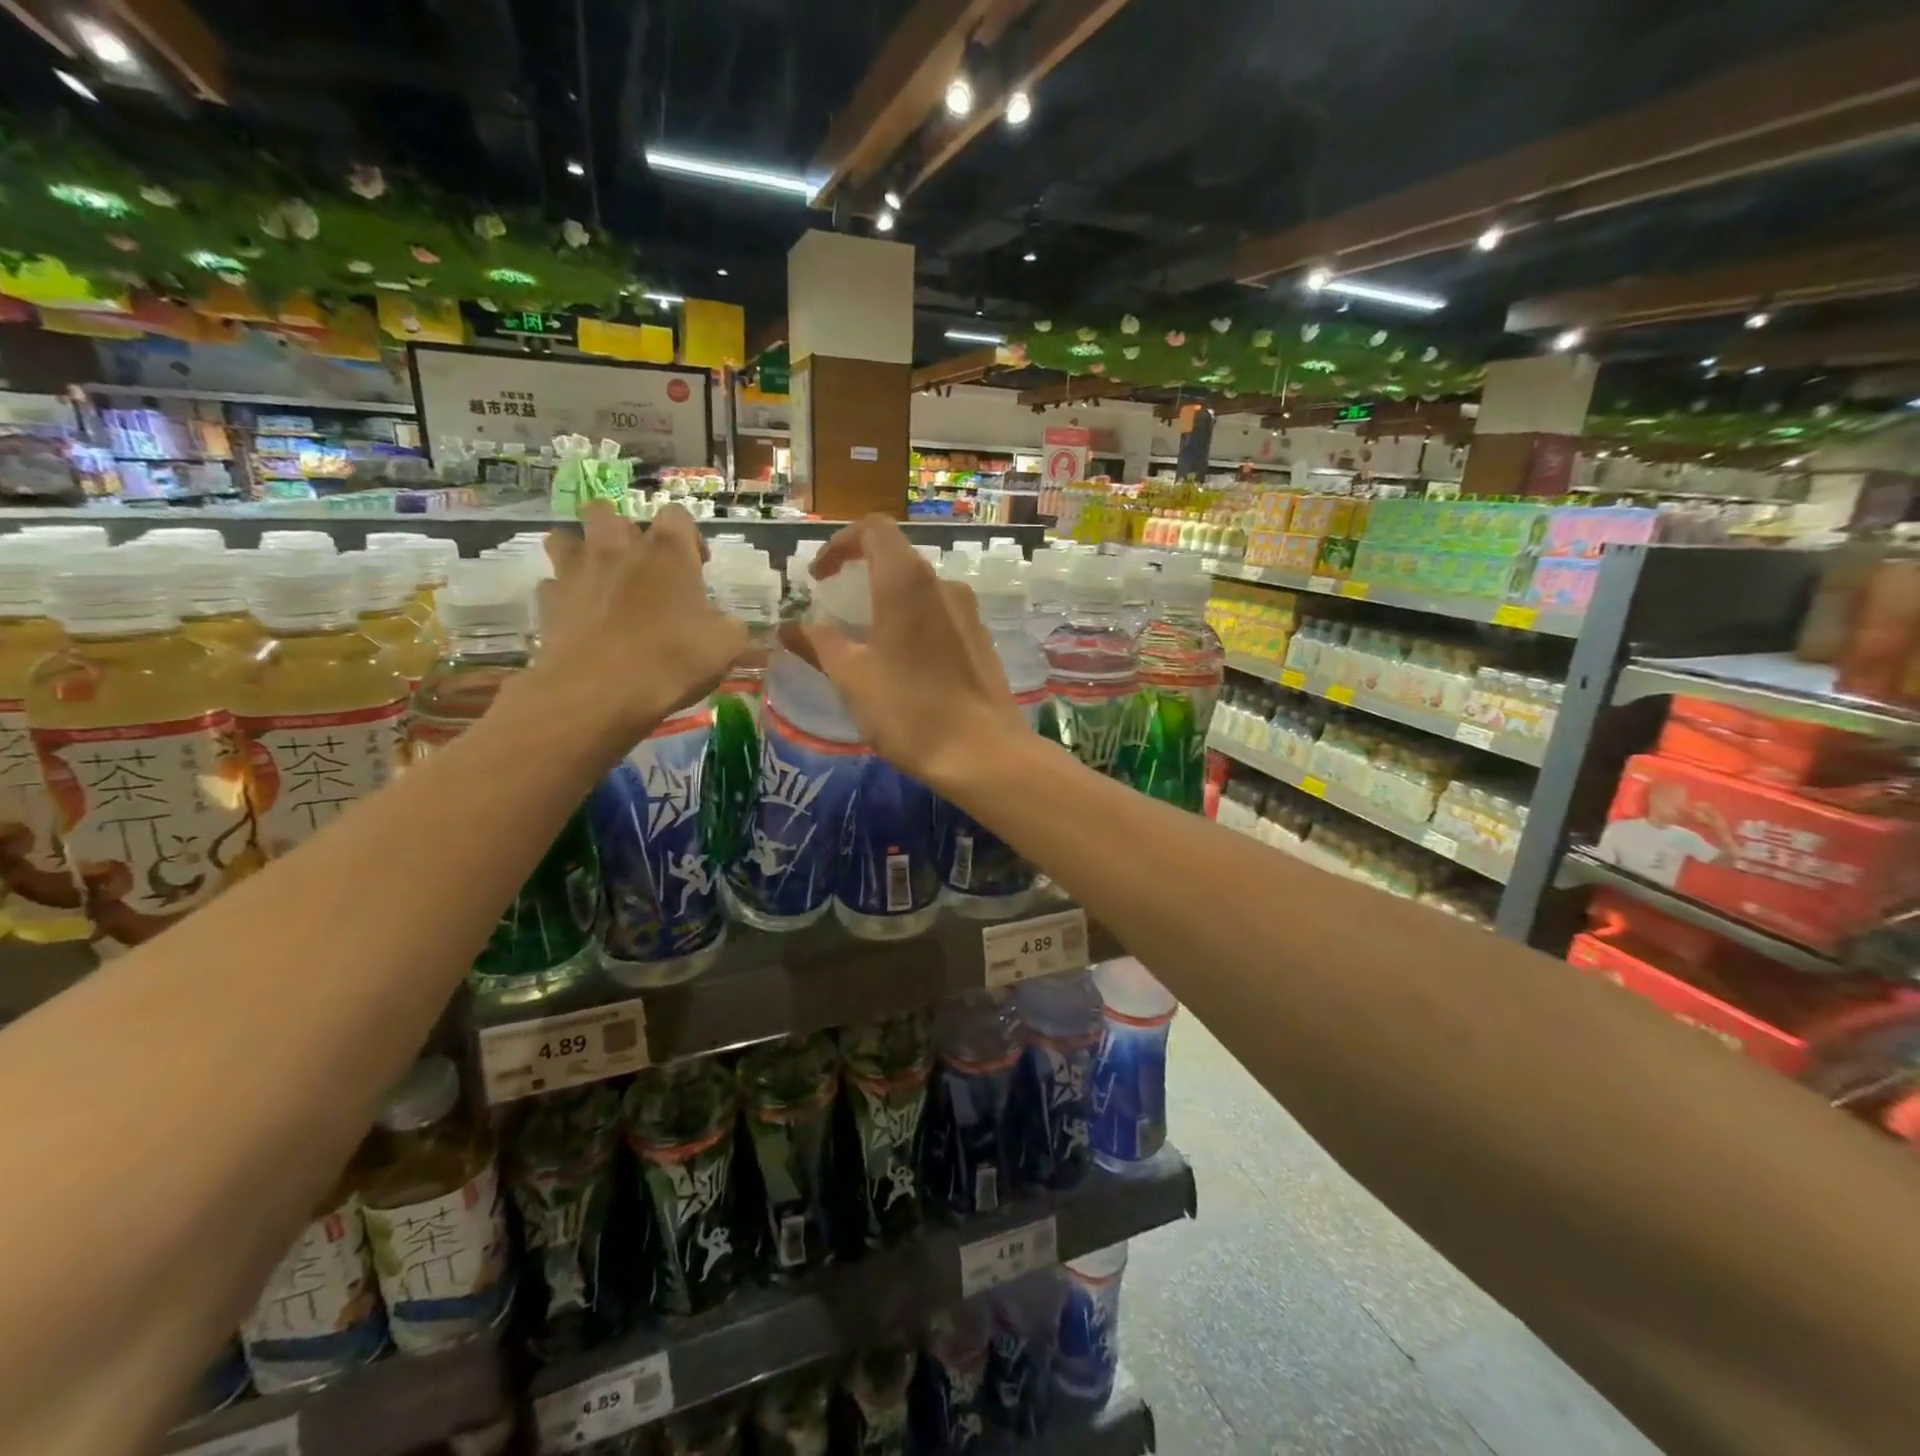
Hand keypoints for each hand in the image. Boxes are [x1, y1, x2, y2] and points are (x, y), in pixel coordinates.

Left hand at [535, 503, 747, 743]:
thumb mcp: (726, 648)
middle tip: (640, 564)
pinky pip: (552, 584)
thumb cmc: (671, 661)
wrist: (599, 693)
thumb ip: (730, 627)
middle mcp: (618, 549)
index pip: (677, 516)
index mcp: (668, 552)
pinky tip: (579, 615)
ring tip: (599, 577)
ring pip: (565, 537)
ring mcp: (576, 571)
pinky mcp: (548, 601)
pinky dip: (564, 594)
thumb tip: (727, 625)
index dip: (689, 537)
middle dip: (623, 531)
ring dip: (581, 550)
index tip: (697, 566)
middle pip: (608, 513)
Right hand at [781, 514, 1026, 791]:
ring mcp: (968, 612)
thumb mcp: (851, 677)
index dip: (839, 544)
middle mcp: (943, 585)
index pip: (873, 529)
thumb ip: (819, 643)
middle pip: (897, 559)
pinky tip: (903, 665)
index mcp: (907, 582)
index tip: (819, 577)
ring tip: (866, 642)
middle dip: (861, 575)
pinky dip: (913, 623)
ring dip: (887, 603)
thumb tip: (790, 627)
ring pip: (920, 590)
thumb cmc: (909, 710)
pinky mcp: (981, 639)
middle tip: (836, 609)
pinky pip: (939, 616)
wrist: (983, 753)